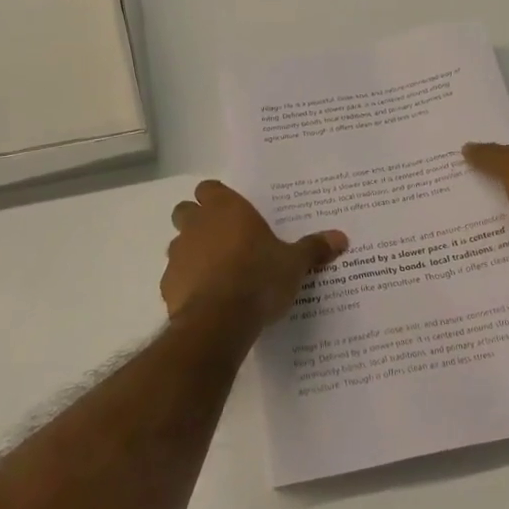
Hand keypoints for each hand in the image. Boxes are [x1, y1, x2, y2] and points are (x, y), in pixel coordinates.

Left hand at [162, 180, 346, 329]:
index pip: (210, 188)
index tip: (233, 212)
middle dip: (199, 221)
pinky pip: (176, 276)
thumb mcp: (294, 263)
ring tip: (218, 271)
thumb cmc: (259, 278)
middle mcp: (197, 224)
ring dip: (193, 252)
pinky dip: (188, 282)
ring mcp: (178, 254)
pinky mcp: (168, 285)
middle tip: (225, 239)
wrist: (220, 321)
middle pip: (187, 210)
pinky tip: (208, 298)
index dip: (218, 198)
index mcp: (226, 209)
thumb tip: (341, 237)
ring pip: (178, 243)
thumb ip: (314, 248)